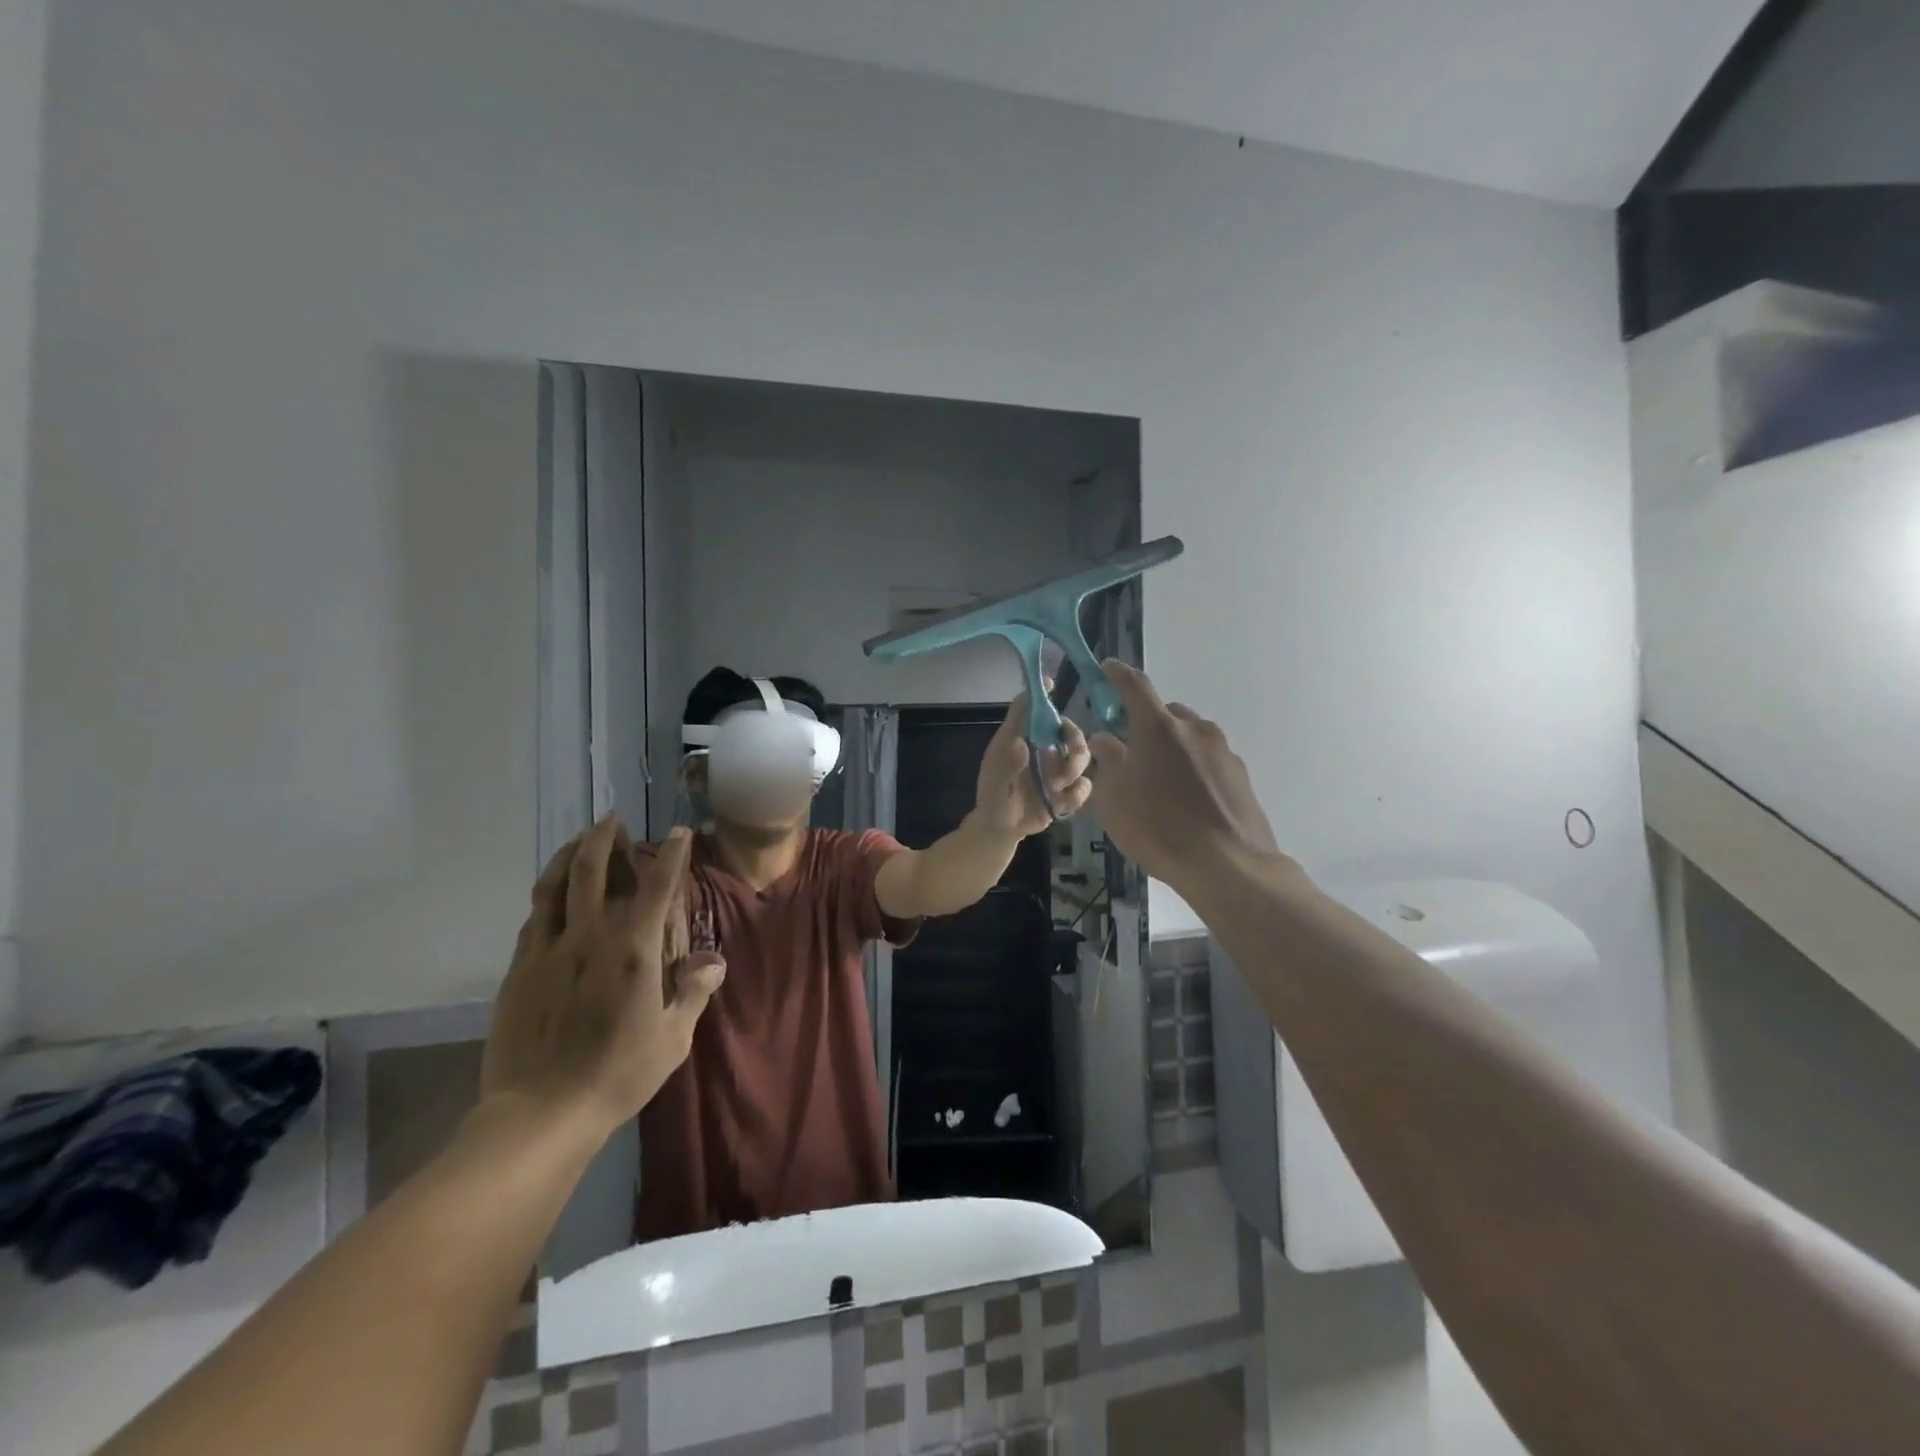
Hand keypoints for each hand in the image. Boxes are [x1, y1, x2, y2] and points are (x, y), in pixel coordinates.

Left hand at [481, 819, 726, 1140]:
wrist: (540, 1112)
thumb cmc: (618, 1074)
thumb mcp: (672, 1038)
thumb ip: (693, 992)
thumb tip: (714, 960)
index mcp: (632, 950)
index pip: (657, 886)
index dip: (672, 854)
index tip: (679, 833)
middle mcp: (589, 937)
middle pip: (591, 870)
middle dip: (604, 837)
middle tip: (612, 820)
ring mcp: (548, 950)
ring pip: (553, 885)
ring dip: (568, 855)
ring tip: (579, 840)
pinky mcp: (520, 970)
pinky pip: (534, 918)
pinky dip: (547, 894)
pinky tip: (552, 895)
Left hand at [974, 690, 1093, 836]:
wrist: (1002, 828)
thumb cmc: (993, 795)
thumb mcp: (995, 778)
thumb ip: (1006, 762)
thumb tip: (1022, 745)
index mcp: (1023, 738)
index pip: (1032, 709)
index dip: (1042, 695)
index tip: (1051, 684)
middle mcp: (1044, 749)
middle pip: (1071, 731)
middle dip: (1075, 740)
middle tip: (1069, 752)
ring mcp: (1058, 770)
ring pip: (1083, 758)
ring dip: (1073, 771)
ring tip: (1055, 787)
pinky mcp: (1068, 791)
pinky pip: (1084, 786)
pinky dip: (1075, 795)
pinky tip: (1059, 805)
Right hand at [1086, 661, 1283, 891]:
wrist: (1228, 865)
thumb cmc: (1158, 828)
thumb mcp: (1114, 798)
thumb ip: (1108, 761)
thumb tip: (1107, 739)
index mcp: (1159, 727)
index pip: (1135, 685)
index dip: (1117, 675)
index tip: (1108, 669)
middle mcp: (1195, 729)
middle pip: (1165, 713)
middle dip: (1146, 724)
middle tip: (1131, 750)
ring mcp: (1223, 751)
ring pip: (1189, 737)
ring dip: (1172, 748)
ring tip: (1161, 784)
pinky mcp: (1241, 776)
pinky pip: (1208, 761)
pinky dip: (1193, 769)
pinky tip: (1187, 802)